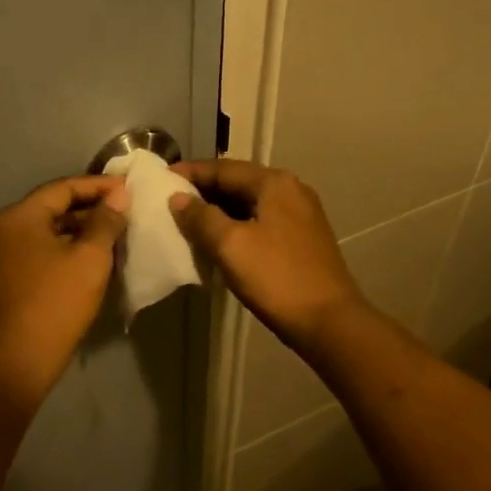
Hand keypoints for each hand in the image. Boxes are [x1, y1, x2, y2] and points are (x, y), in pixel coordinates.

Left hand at [0, 174, 128, 402]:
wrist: (15, 363)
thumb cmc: (55, 304)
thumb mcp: (90, 259)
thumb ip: (106, 222)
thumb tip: (118, 196)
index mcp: (19, 217)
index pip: (64, 187)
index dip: (99, 186)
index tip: (130, 189)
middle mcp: (4, 230)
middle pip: (53, 208)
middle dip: (90, 209)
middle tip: (125, 212)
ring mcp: (0, 257)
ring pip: (47, 233)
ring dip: (79, 231)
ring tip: (114, 236)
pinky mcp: (4, 281)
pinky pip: (40, 253)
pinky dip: (65, 250)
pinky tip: (90, 261)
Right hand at [169, 160, 366, 353]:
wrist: (329, 321)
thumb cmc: (276, 277)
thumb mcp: (230, 245)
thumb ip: (201, 217)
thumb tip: (178, 199)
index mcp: (274, 183)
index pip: (224, 168)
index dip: (191, 172)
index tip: (162, 179)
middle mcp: (291, 191)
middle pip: (239, 182)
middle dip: (205, 190)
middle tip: (171, 200)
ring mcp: (301, 215)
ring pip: (250, 203)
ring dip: (220, 209)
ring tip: (189, 220)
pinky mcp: (303, 239)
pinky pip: (262, 221)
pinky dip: (237, 224)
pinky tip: (219, 240)